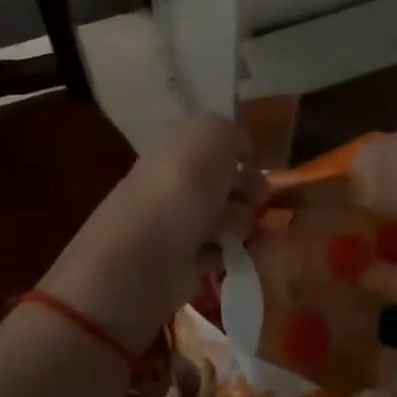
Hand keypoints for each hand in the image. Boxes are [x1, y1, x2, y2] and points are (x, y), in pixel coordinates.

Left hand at [41, 115, 265, 348]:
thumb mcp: (212, 135)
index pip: (222, 143)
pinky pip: (225, 251)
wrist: (144, 257)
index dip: (242, 153)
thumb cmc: (180, 188)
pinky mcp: (186, 261)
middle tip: (247, 201)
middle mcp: (181, 180)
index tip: (253, 165)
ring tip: (225, 234)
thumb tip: (243, 156)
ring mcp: (183, 222)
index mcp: (180, 146)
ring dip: (239, 224)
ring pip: (234, 216)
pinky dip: (229, 253)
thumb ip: (233, 135)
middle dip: (247, 191)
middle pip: (234, 181)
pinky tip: (223, 255)